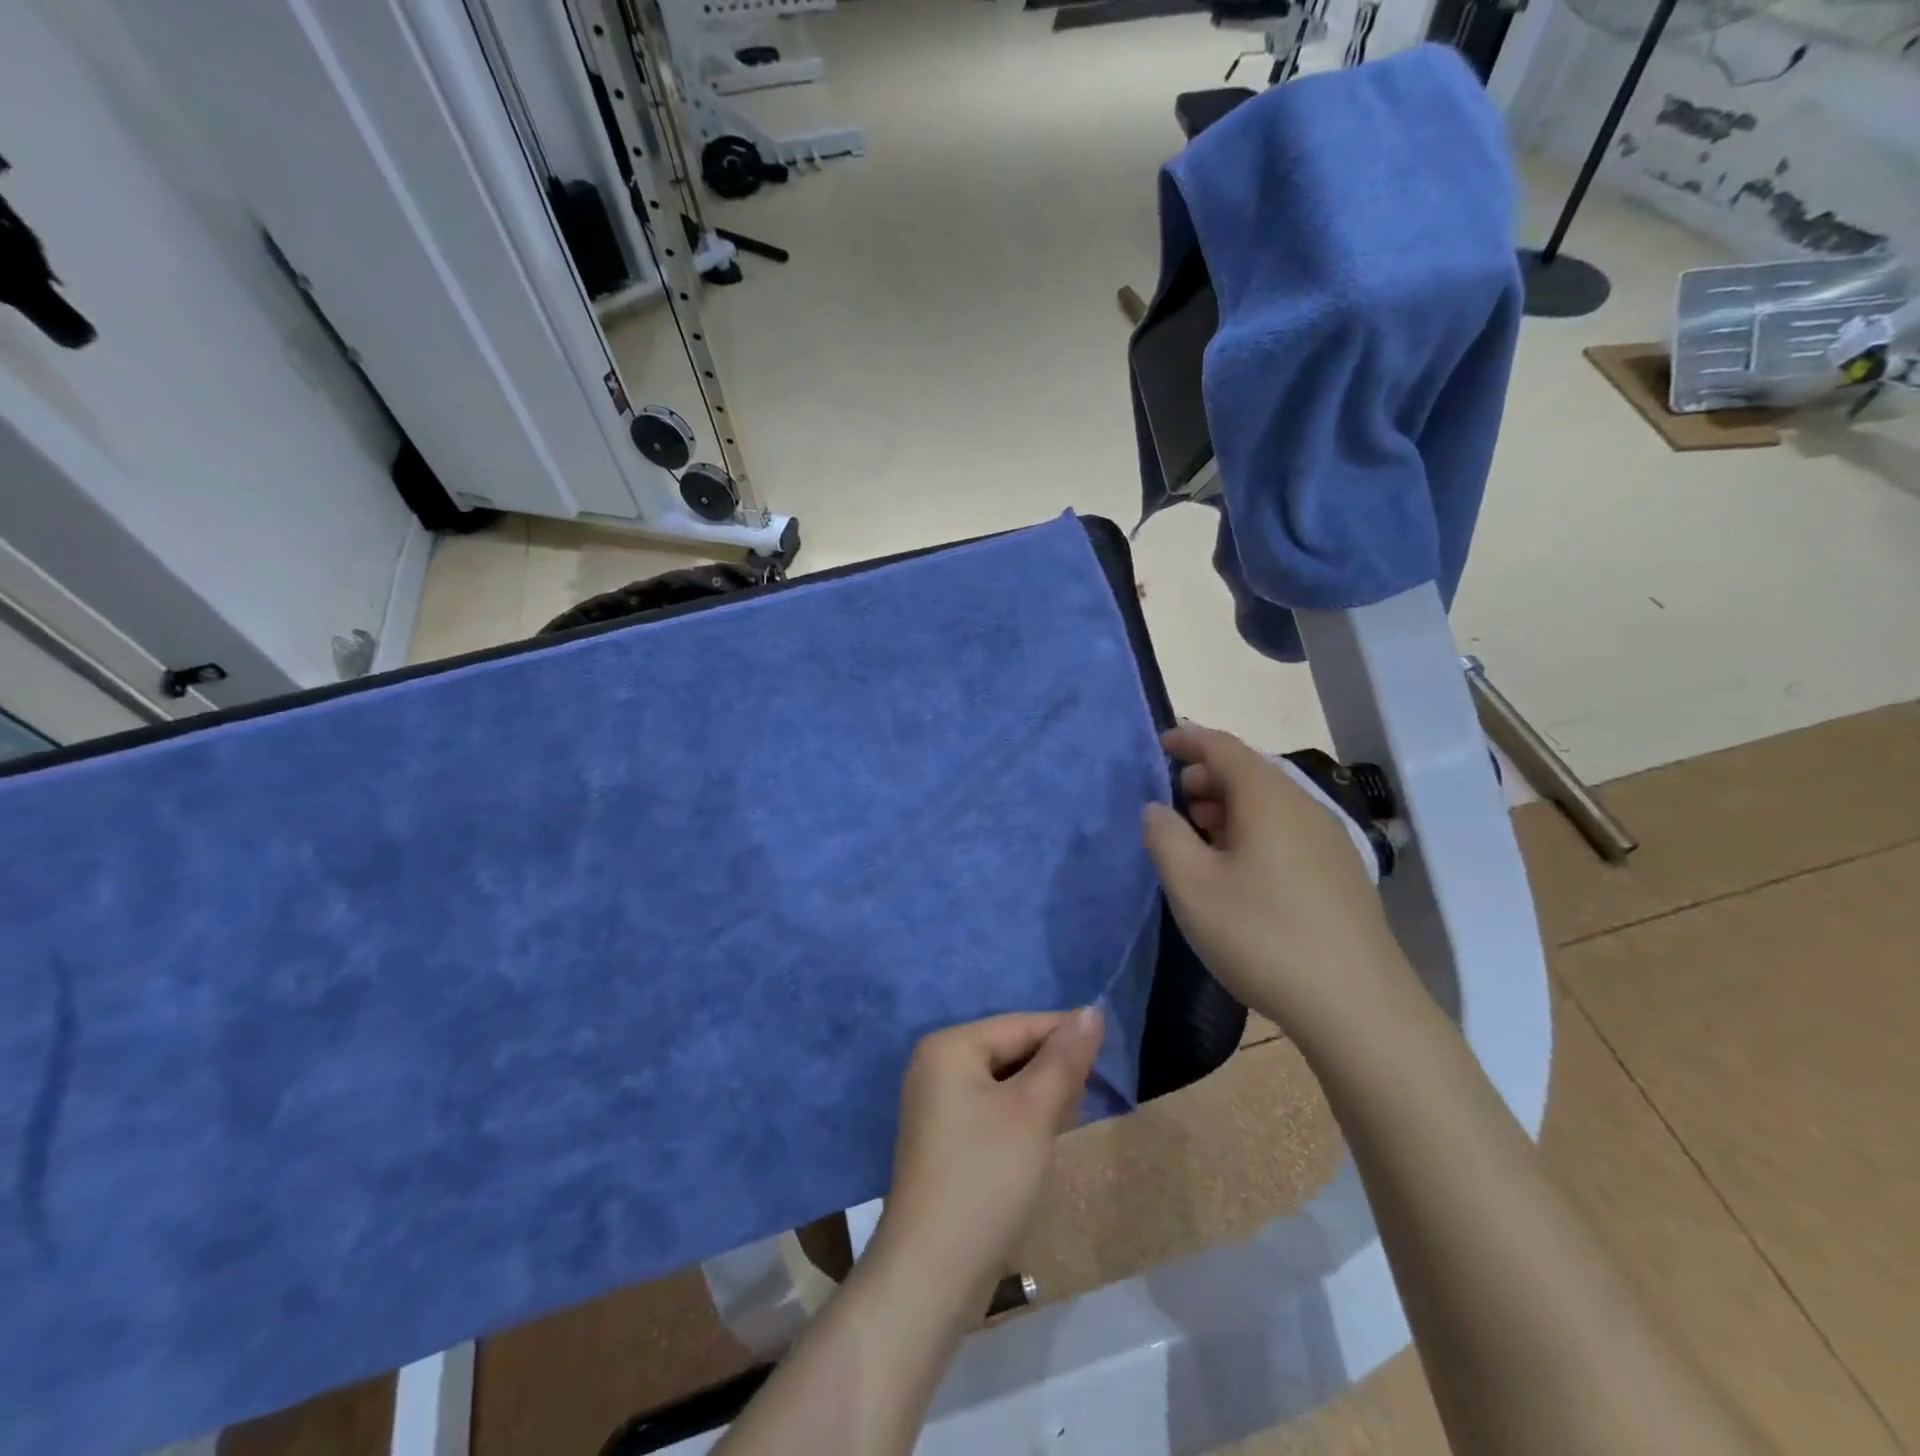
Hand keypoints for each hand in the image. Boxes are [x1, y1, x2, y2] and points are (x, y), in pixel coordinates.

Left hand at [870, 1009, 1104, 1309]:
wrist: (933, 1273)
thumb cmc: (987, 1178)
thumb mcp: (1034, 1112)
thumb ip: (1064, 1059)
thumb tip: (1092, 1010)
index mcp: (950, 1046)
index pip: (1020, 1025)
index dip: (1067, 1035)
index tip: (1111, 1052)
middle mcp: (936, 1064)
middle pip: (1010, 1050)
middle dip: (1053, 1068)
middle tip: (1096, 1092)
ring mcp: (936, 1103)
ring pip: (1004, 1081)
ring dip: (1041, 1094)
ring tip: (1076, 1113)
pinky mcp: (944, 1137)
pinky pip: (992, 1108)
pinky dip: (1021, 1116)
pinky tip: (1047, 1136)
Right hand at [1142, 725, 1417, 1051]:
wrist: (1358, 1006)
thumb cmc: (1262, 936)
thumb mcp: (1192, 886)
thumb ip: (1164, 837)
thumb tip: (1156, 809)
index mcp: (1268, 797)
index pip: (1222, 746)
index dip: (1187, 739)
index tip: (1158, 745)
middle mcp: (1304, 806)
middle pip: (1248, 771)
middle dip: (1204, 777)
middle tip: (1172, 804)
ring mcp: (1329, 839)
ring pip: (1269, 803)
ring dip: (1228, 807)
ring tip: (1198, 838)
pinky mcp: (1341, 872)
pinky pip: (1287, 830)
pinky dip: (1253, 831)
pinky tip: (1239, 871)